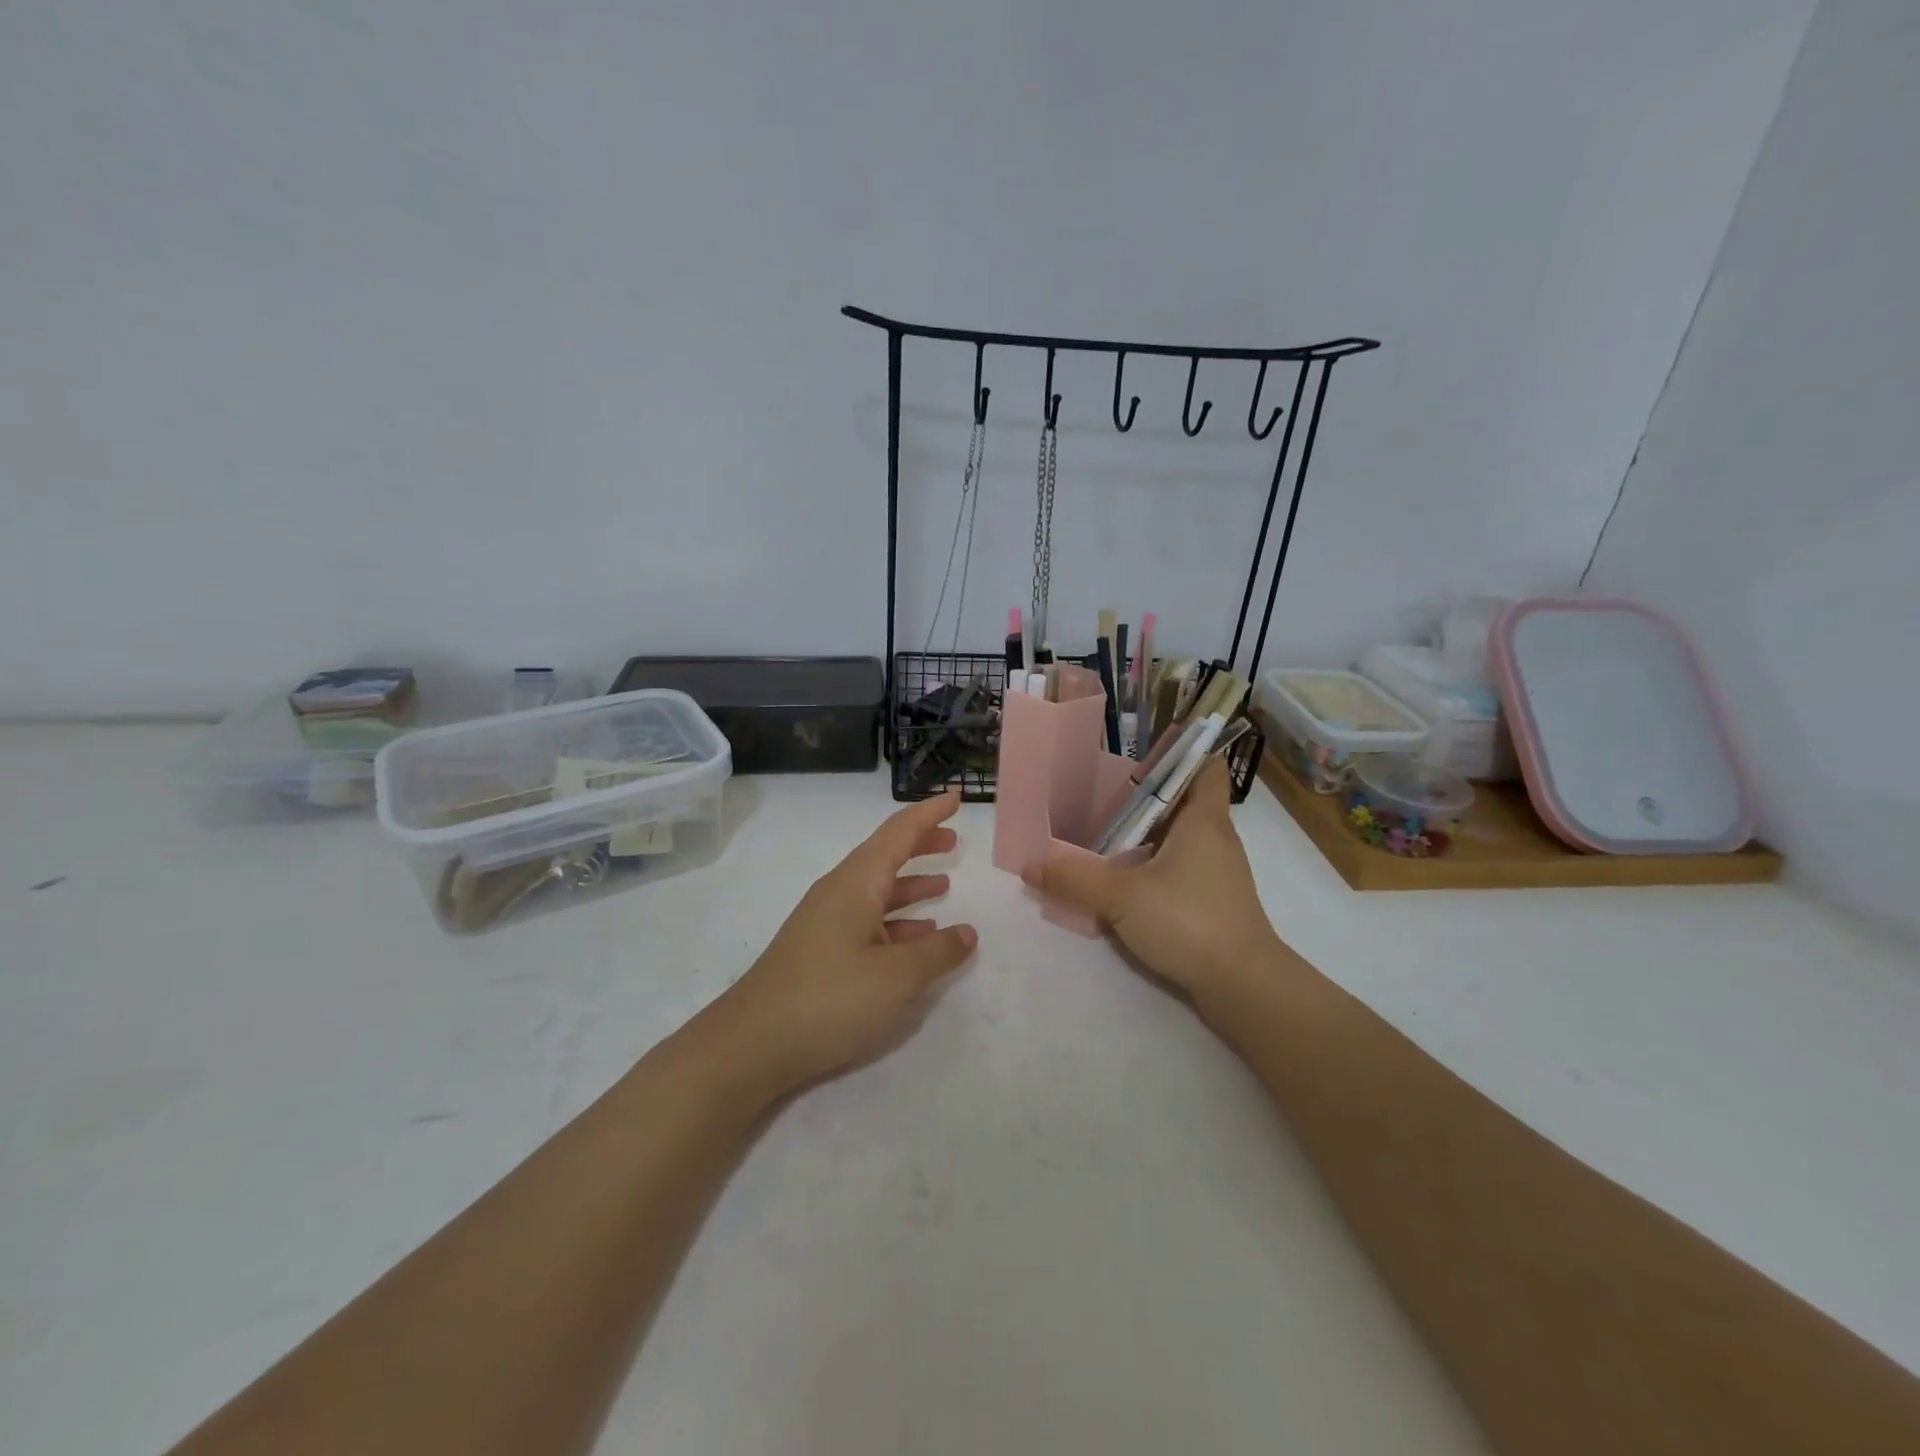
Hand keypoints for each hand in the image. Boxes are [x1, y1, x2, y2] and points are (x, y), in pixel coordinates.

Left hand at [709, 790, 977, 1093]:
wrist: (751, 1045)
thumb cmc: (829, 999)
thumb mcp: (896, 977)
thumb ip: (937, 952)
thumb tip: (968, 933)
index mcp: (857, 883)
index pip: (899, 832)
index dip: (930, 813)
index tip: (956, 797)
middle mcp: (839, 892)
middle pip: (886, 855)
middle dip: (921, 844)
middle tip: (954, 840)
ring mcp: (826, 921)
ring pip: (877, 889)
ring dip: (910, 883)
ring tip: (945, 883)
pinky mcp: (820, 950)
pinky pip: (867, 920)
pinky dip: (896, 920)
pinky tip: (916, 937)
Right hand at [1026, 758, 1284, 1011]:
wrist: (1244, 987)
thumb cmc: (1189, 920)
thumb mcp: (1121, 896)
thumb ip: (1073, 878)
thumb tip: (1028, 863)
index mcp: (1204, 819)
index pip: (1206, 765)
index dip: (1180, 751)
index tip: (1138, 751)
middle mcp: (1215, 838)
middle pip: (1182, 801)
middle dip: (1143, 796)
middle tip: (1099, 793)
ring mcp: (1217, 873)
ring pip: (1177, 839)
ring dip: (1144, 836)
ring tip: (1100, 835)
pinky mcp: (1212, 903)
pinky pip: (1178, 870)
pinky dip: (1151, 868)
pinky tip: (1120, 882)